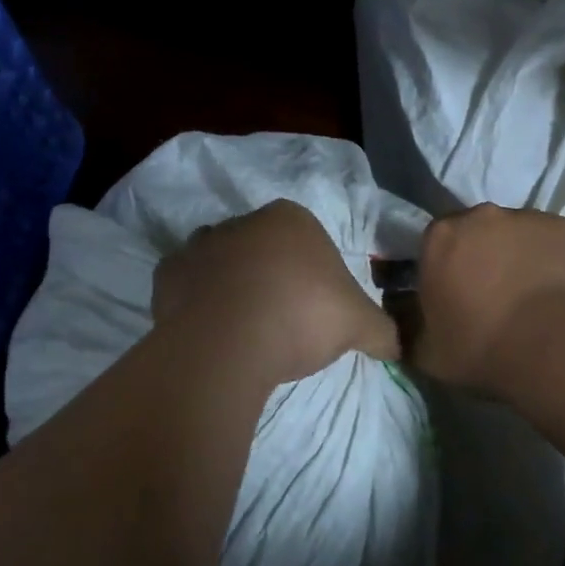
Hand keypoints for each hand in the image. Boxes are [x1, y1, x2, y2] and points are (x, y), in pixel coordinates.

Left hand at [153, 200, 399, 383]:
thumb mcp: (360, 324)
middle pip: (263, 246)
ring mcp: (200, 245)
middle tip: (283, 319)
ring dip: (232, 283)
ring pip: (222, 261)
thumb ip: (383, 331)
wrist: (230, 342)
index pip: (307, 238)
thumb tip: (398, 347)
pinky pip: (187, 285)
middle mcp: (242, 221)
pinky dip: (196, 301)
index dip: (314, 272)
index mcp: (290, 218)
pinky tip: (211, 330)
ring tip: (245, 327)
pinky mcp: (166, 275)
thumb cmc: (302, 316)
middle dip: (272, 274)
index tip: (317, 307)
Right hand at [413, 204, 564, 395]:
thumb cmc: (484, 348)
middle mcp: (485, 216)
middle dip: (483, 259)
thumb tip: (405, 319)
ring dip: (523, 260)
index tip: (455, 299)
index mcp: (442, 237)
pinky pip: (560, 245)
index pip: (435, 245)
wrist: (563, 348)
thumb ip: (410, 328)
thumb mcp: (427, 353)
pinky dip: (559, 264)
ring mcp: (534, 218)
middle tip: (495, 300)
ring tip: (536, 303)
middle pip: (479, 233)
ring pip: (522, 236)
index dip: (444, 271)